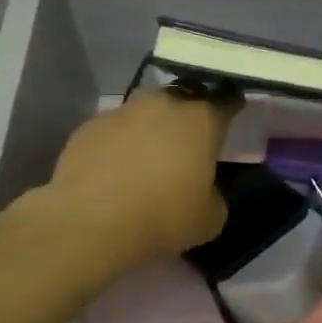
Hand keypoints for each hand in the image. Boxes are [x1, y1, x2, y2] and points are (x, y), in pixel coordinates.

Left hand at [44, 90, 234, 265]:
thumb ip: (214, 196)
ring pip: (145, 112)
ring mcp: (122, 112)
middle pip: (183, 100)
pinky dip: (119, 144)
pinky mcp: (88, 127)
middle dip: (188, 116)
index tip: (233, 115)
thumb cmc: (162, 216)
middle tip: (189, 142)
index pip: (226, 101)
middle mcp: (163, 104)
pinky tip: (114, 170)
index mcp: (201, 119)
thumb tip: (204, 191)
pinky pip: (114, 131)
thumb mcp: (209, 219)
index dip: (232, 107)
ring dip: (151, 128)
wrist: (90, 222)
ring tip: (148, 157)